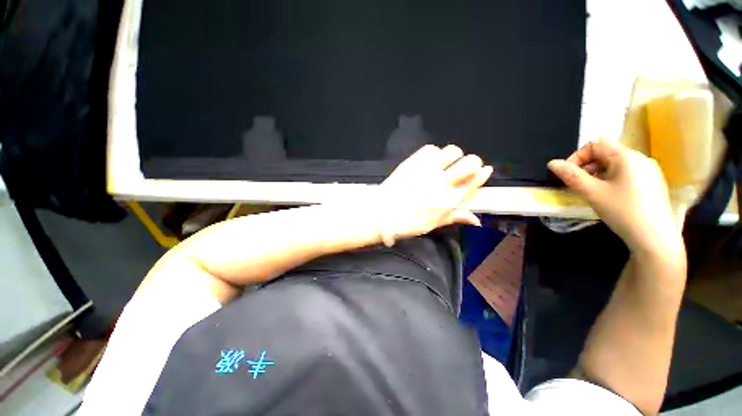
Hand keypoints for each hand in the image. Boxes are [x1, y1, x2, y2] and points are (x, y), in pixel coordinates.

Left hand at [374, 144, 491, 243]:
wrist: (380, 215)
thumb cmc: (405, 224)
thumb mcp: (432, 225)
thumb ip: (454, 218)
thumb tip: (475, 219)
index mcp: (447, 201)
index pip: (474, 182)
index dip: (482, 175)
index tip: (484, 170)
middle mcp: (440, 183)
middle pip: (470, 162)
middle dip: (471, 163)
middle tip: (462, 169)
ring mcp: (426, 170)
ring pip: (452, 151)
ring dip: (452, 156)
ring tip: (443, 165)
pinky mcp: (412, 162)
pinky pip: (431, 149)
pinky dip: (433, 154)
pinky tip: (428, 163)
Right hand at [547, 139, 682, 257]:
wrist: (655, 238)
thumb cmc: (622, 211)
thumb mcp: (592, 193)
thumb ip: (571, 176)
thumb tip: (552, 163)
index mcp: (626, 156)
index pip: (595, 144)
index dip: (577, 156)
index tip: (568, 174)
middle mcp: (640, 158)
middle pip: (606, 153)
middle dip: (587, 166)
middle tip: (579, 185)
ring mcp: (650, 170)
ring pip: (616, 164)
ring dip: (598, 174)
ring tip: (593, 192)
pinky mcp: (653, 182)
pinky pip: (627, 173)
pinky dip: (612, 179)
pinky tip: (611, 196)